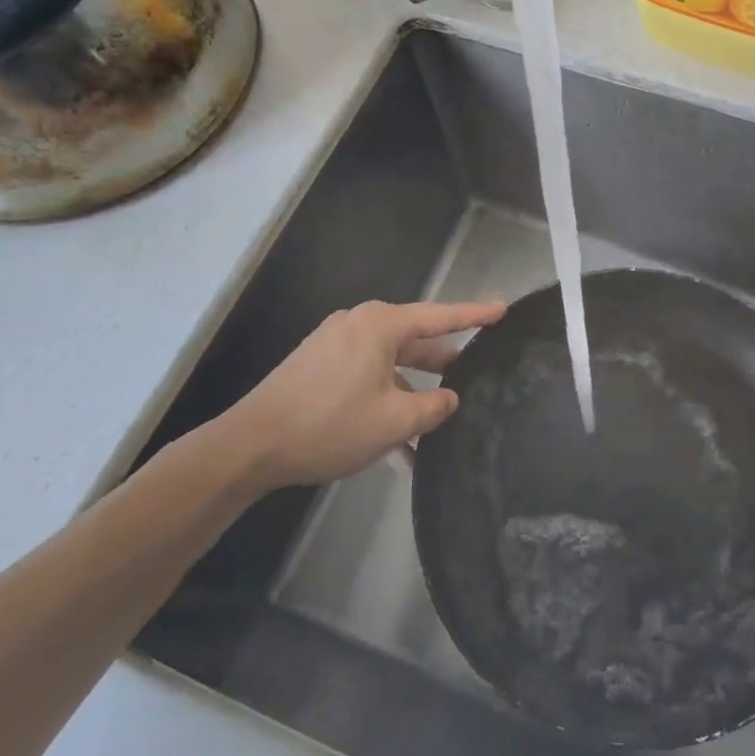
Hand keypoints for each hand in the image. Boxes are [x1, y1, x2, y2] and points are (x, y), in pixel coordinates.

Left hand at [206, 299, 505, 490]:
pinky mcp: (319, 368)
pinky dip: (386, 402)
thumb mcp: (395, 420)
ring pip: (392, 365)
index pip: (441, 317)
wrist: (249, 447)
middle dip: (445, 365)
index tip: (504, 309)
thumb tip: (449, 398)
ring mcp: (336, 346)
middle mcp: (360, 326)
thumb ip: (434, 406)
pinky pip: (367, 378)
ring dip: (414, 395)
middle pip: (416, 341)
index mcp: (381, 325)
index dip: (476, 315)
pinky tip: (400, 445)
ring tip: (439, 427)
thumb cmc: (330, 424)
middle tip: (477, 376)